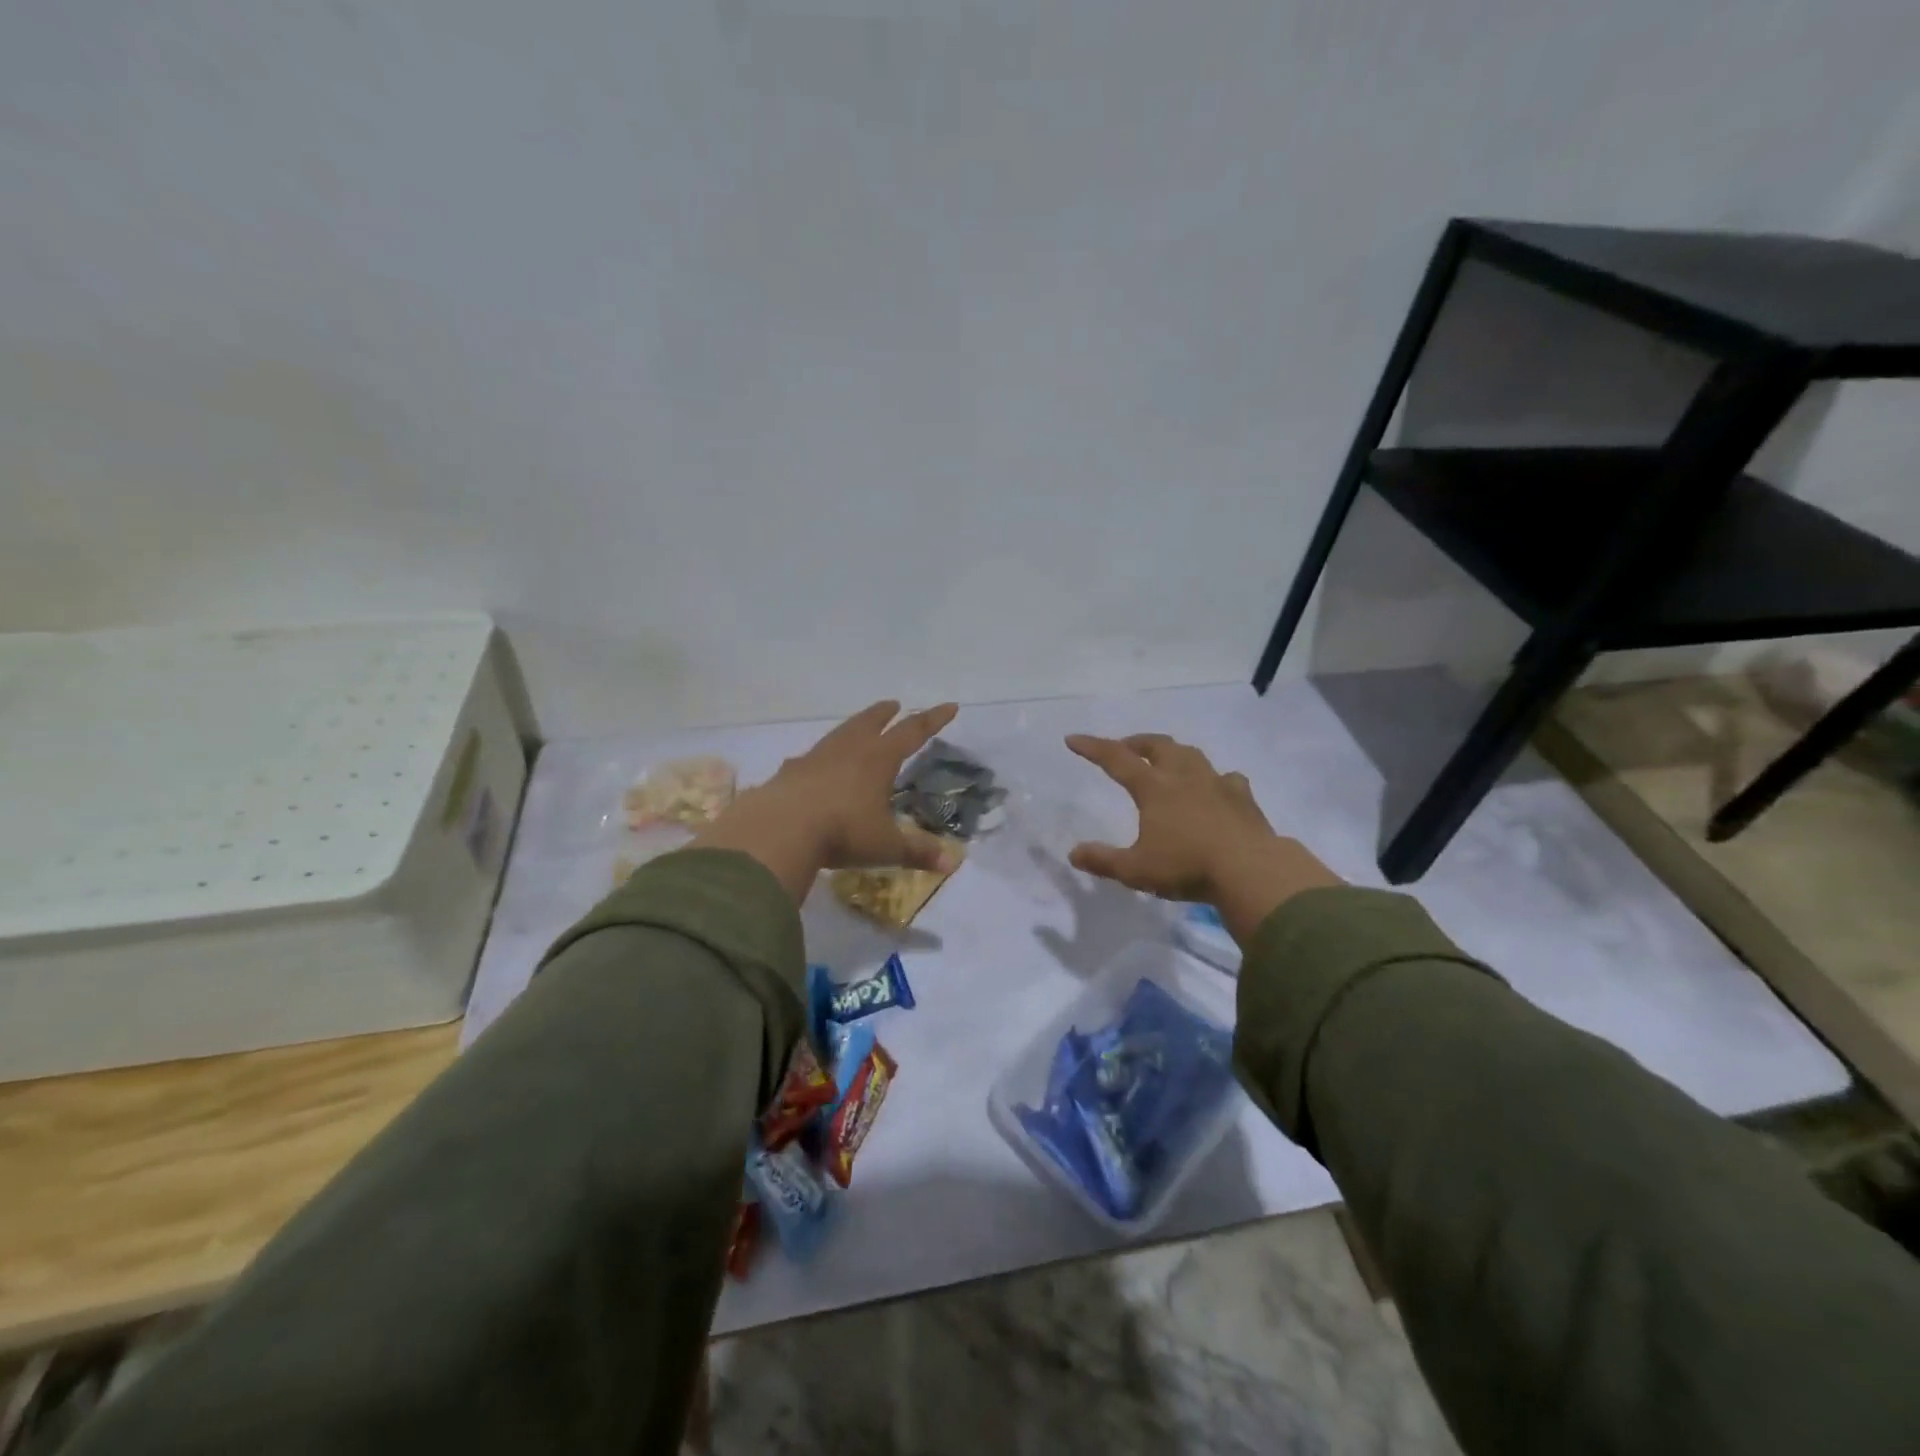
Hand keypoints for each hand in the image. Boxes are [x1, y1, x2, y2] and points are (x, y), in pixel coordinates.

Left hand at [693, 701, 961, 901]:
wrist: (779, 830)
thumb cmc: (843, 832)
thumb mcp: (886, 846)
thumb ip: (917, 852)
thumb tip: (951, 862)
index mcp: (878, 760)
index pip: (913, 732)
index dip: (933, 720)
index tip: (949, 706)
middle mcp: (848, 750)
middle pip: (870, 723)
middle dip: (885, 713)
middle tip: (894, 704)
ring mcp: (815, 758)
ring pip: (839, 734)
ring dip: (852, 727)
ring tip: (857, 727)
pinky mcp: (788, 773)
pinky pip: (809, 757)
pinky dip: (819, 757)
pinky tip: (813, 764)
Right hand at [1064, 733, 1340, 942]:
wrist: (1251, 871)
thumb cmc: (1188, 867)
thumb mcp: (1136, 870)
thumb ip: (1103, 860)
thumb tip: (1074, 853)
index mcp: (1154, 788)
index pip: (1116, 759)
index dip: (1092, 748)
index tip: (1073, 739)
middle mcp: (1184, 777)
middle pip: (1157, 746)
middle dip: (1136, 742)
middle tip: (1124, 747)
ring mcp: (1217, 783)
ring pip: (1191, 754)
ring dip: (1172, 752)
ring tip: (1166, 759)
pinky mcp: (1243, 798)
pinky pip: (1226, 778)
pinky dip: (1214, 778)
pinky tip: (1215, 787)